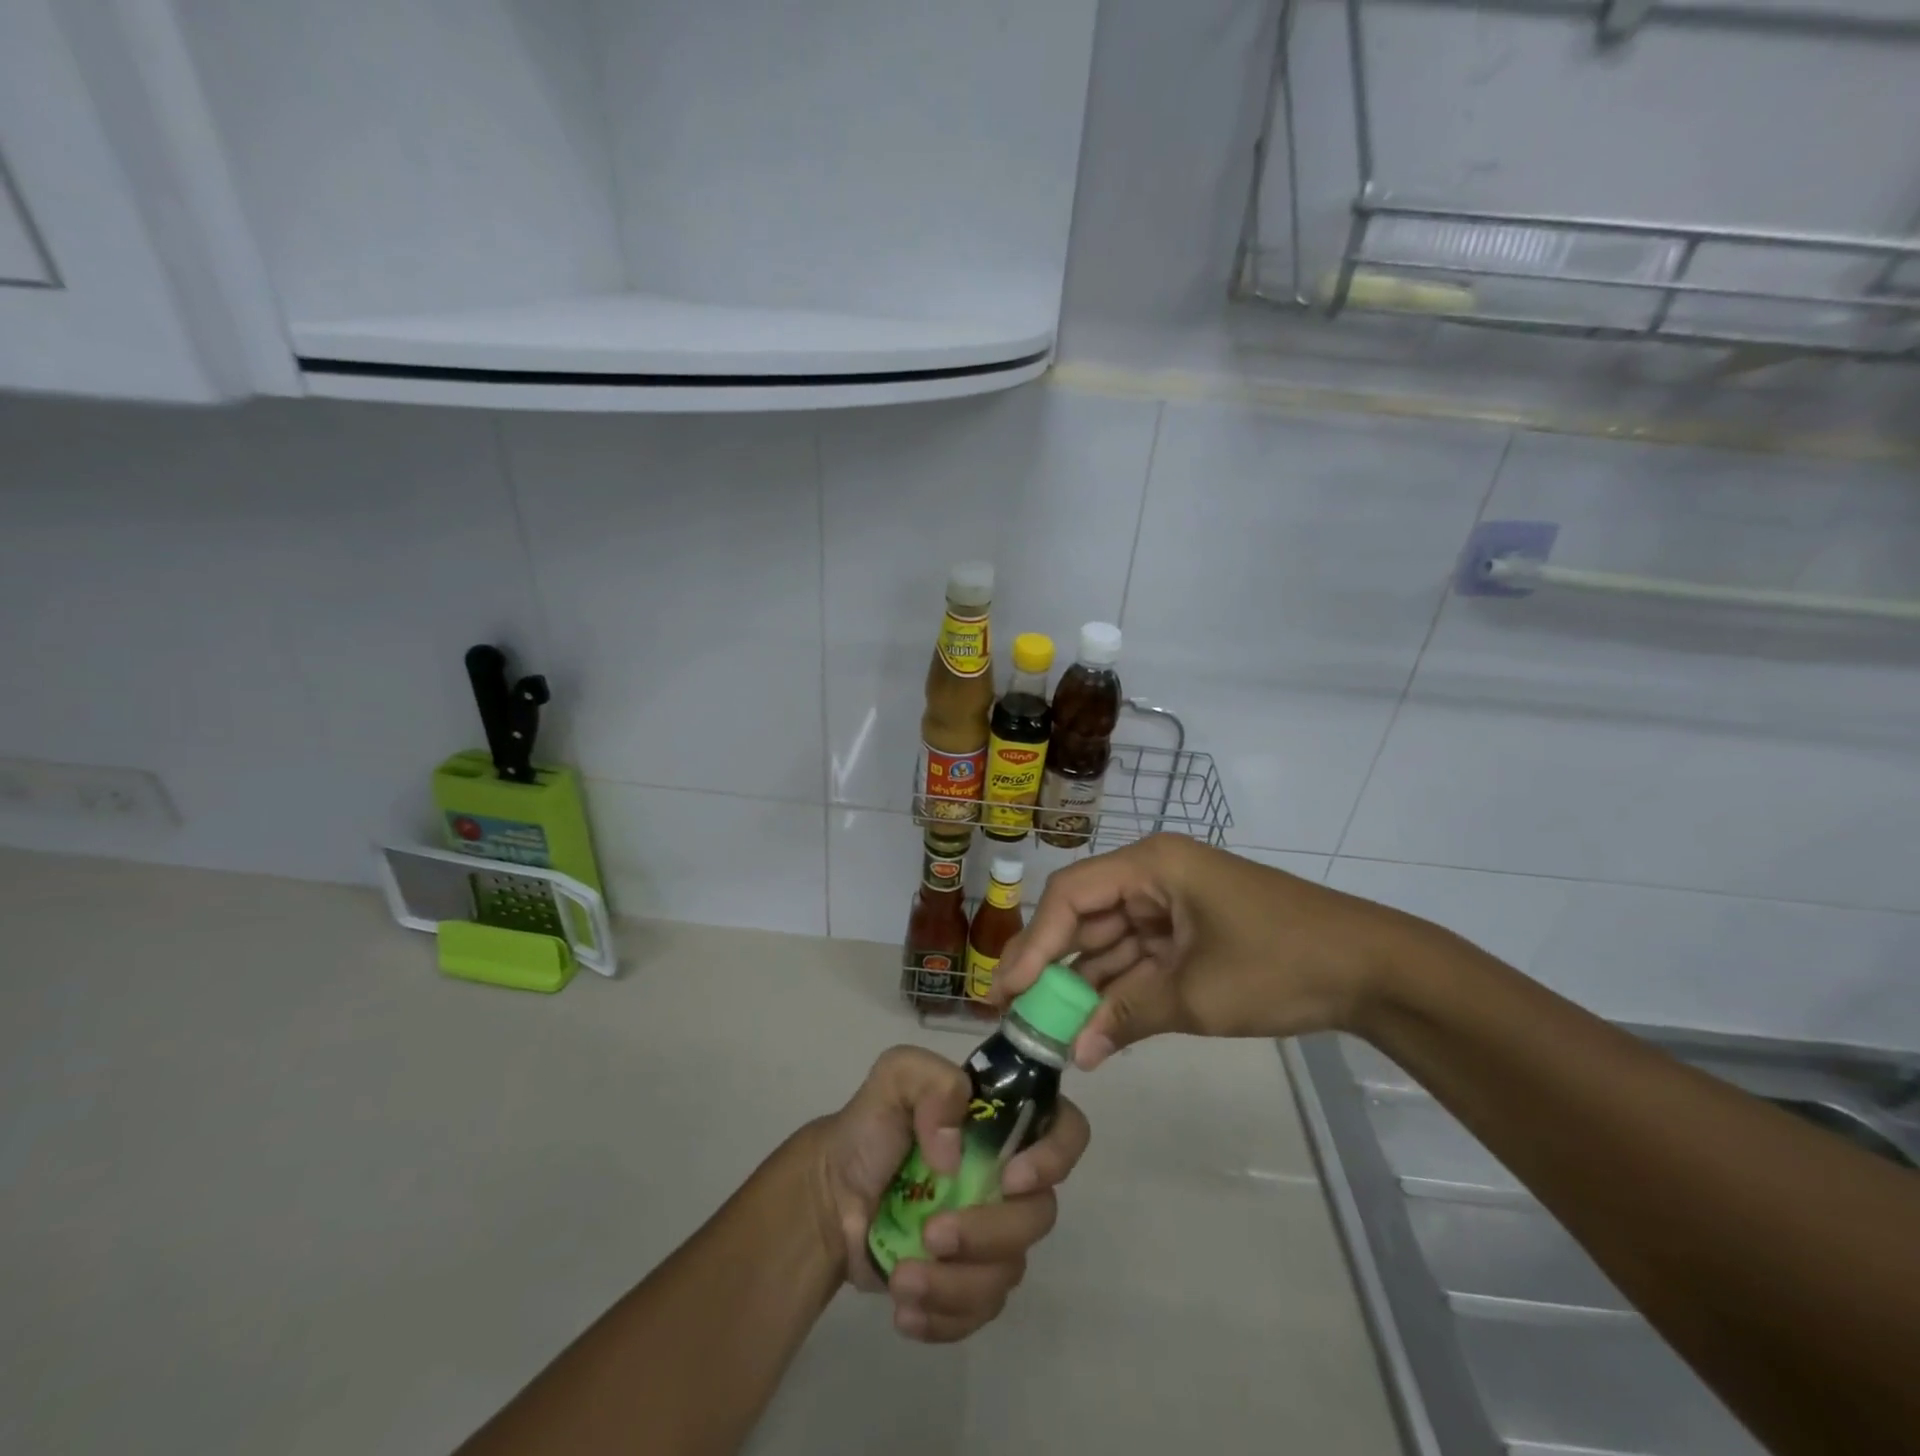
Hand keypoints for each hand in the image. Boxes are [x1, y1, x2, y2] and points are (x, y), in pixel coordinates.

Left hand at [809, 1045, 1090, 1342]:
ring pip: (1009, 1272)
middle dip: (988, 1232)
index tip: (1009, 1179)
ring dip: (955, 1283)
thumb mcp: (895, 1077)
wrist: (829, 1195)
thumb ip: (932, 1083)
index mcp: (1001, 1125)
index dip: (1055, 1157)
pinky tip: (904, 1307)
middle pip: (1040, 1215)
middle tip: (933, 1234)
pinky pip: (980, 1311)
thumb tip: (954, 1150)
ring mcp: (992, 1232)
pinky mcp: (969, 1281)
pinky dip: (944, 1316)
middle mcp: (1009, 1178)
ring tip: (902, 1278)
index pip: (1065, 1130)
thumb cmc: (870, 1128)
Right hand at [993, 835, 1403, 1068]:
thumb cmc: (1281, 964)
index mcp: (1151, 866)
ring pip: (1110, 942)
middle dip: (1054, 966)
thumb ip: (1127, 1017)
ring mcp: (1172, 906)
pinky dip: (1120, 990)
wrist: (1373, 971)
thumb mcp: (1197, 995)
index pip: (1072, 896)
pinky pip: (1139, 958)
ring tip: (1047, 1029)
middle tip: (1015, 1011)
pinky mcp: (1189, 933)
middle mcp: (1153, 877)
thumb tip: (1073, 1056)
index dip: (1035, 942)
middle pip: (1086, 917)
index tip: (1007, 990)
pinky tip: (1093, 1025)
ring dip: (1085, 984)